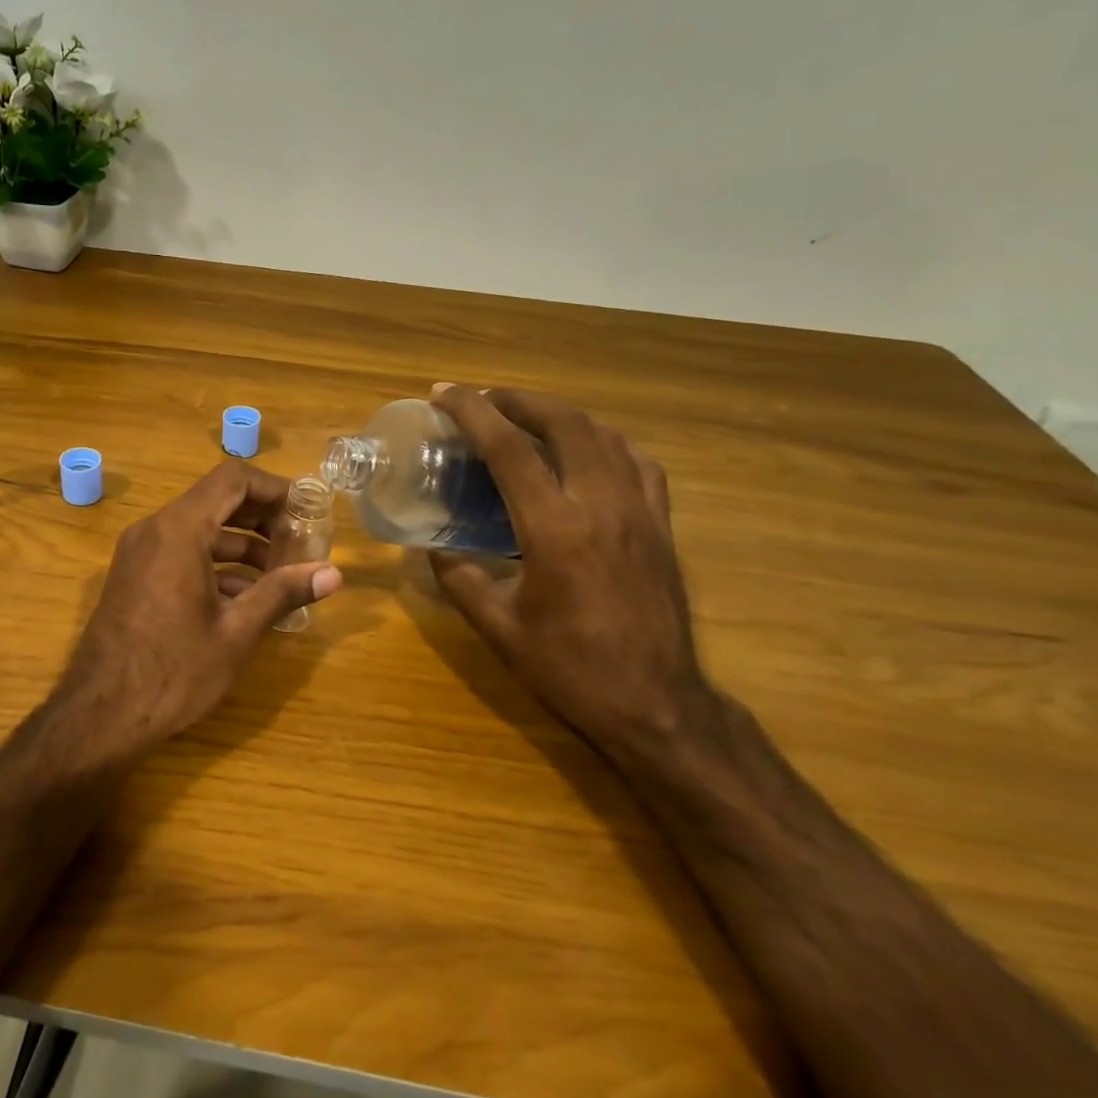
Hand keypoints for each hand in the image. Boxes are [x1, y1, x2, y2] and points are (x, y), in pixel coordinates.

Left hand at [51, 461, 343, 760]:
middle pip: (217, 501)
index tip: (306, 512)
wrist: (99, 715)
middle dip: (263, 519)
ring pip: (199, 529)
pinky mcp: (134, 577)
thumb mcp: (236, 632)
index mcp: (179, 531)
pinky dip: (216, 564)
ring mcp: (139, 553)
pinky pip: (181, 553)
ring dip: (242, 545)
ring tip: (281, 576)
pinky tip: (245, 598)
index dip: (274, 488)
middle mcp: (154, 530)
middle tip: (300, 544)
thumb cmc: (173, 672)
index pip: (233, 479)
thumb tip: (333, 574)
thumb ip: (282, 593)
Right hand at [427, 386, 710, 755]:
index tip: (444, 394)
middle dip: (519, 399)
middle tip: (485, 398)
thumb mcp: (498, 628)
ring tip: (528, 417)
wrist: (656, 704)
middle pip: (564, 423)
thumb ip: (460, 580)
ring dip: (561, 414)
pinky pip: (637, 462)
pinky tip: (588, 453)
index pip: (508, 449)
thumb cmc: (569, 668)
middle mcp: (600, 505)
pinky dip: (605, 442)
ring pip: (604, 435)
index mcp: (553, 529)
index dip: (472, 412)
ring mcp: (640, 511)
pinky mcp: (662, 525)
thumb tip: (435, 549)